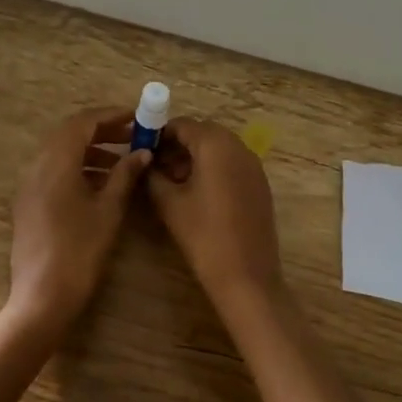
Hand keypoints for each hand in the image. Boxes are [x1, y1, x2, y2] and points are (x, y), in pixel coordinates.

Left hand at [4, 107, 151, 342]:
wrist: (42, 297)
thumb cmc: (80, 250)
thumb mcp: (109, 210)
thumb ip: (125, 176)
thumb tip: (142, 153)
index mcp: (56, 162)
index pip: (82, 122)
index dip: (110, 116)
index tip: (136, 117)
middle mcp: (37, 166)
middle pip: (69, 134)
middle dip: (102, 131)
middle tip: (132, 137)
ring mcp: (29, 186)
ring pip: (61, 154)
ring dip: (91, 151)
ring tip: (122, 162)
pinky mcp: (29, 204)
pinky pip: (54, 172)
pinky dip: (78, 168)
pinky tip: (101, 185)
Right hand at [146, 118, 282, 310]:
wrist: (246, 276)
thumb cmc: (203, 236)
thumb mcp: (169, 204)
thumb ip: (153, 176)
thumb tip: (144, 163)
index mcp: (215, 145)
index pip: (182, 125)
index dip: (159, 134)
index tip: (142, 150)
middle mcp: (238, 146)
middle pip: (202, 133)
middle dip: (177, 145)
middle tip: (155, 167)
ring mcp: (253, 165)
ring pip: (218, 148)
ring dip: (195, 157)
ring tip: (172, 182)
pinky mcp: (260, 183)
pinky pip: (232, 164)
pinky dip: (213, 169)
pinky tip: (197, 194)